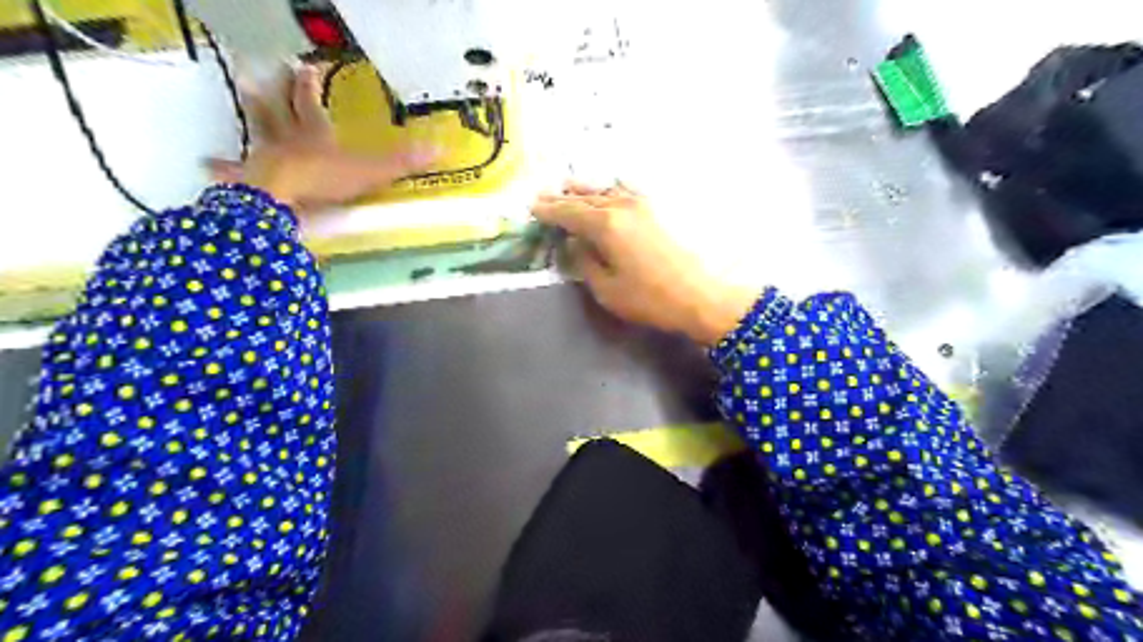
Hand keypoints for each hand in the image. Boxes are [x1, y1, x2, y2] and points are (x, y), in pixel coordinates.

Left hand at [209, 68, 436, 211]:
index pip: (310, 101)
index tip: (307, 66)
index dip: (309, 83)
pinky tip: (206, 163)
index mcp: (314, 133)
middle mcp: (287, 139)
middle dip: (276, 91)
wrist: (283, 198)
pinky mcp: (251, 178)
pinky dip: (222, 165)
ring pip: (259, 130)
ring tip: (242, 94)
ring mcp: (266, 157)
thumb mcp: (373, 171)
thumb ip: (404, 161)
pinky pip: (234, 170)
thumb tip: (442, 148)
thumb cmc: (326, 180)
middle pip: (278, 108)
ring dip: (254, 113)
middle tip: (265, 71)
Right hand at [530, 180, 761, 346]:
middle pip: (584, 198)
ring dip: (584, 190)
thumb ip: (584, 261)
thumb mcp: (605, 288)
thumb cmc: (648, 298)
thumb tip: (574, 243)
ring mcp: (641, 205)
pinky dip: (608, 190)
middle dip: (562, 198)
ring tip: (567, 187)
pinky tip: (605, 191)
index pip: (568, 212)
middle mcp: (621, 206)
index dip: (548, 210)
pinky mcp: (655, 211)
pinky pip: (624, 192)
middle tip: (542, 196)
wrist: (697, 296)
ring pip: (604, 191)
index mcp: (605, 224)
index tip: (532, 207)